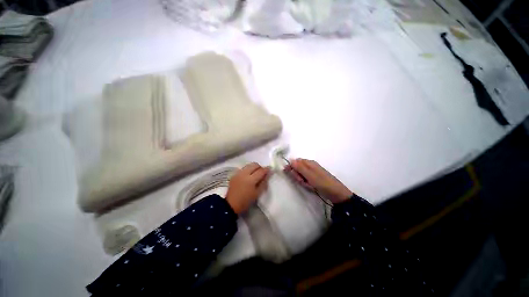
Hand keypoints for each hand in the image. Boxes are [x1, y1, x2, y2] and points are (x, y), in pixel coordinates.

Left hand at [226, 162, 269, 213]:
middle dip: (260, 167)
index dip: (266, 169)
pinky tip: (248, 176)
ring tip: (255, 174)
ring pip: (248, 165)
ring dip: (254, 167)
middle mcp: (244, 173)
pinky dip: (248, 170)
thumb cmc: (246, 201)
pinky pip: (243, 168)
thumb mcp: (257, 193)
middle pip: (254, 165)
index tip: (270, 169)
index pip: (261, 171)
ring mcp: (238, 173)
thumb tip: (268, 174)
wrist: (231, 204)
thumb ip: (263, 182)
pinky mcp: (234, 174)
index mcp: (251, 180)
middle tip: (262, 172)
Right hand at [285, 159, 352, 203]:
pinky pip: (306, 179)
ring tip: (308, 185)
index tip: (292, 174)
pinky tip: (310, 186)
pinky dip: (306, 183)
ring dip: (302, 180)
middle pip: (297, 168)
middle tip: (302, 181)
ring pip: (301, 174)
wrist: (336, 193)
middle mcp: (310, 165)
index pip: (295, 161)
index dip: (292, 167)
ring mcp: (312, 172)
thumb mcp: (309, 175)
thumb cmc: (322, 182)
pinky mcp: (314, 178)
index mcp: (309, 162)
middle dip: (298, 175)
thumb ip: (299, 167)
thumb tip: (290, 159)